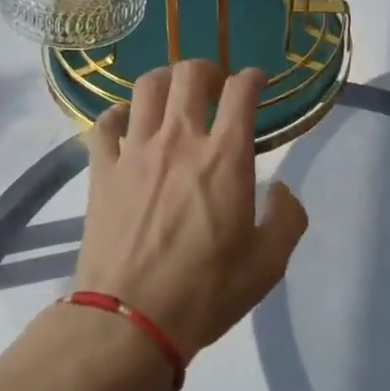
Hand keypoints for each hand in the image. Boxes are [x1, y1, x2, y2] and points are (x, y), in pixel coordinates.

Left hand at [73, 60, 308, 359]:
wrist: (131, 320)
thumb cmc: (206, 292)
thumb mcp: (268, 264)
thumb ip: (287, 219)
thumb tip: (281, 190)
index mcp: (225, 157)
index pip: (241, 92)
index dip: (253, 78)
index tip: (257, 83)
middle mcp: (179, 140)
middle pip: (190, 75)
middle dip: (208, 70)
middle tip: (215, 86)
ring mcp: (135, 152)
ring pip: (147, 88)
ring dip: (165, 81)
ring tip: (173, 96)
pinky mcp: (102, 170)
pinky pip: (105, 124)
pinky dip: (118, 114)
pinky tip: (126, 122)